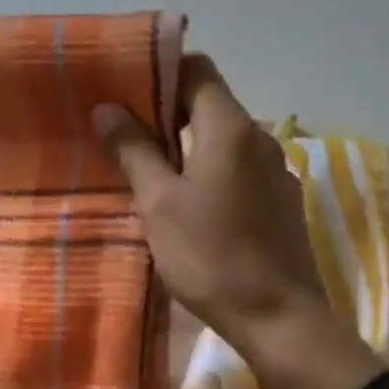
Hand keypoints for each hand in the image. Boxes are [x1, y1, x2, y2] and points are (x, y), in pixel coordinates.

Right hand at [92, 55, 380, 388]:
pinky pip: (238, 171)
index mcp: (230, 128)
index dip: (160, 72)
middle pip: (210, 105)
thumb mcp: (159, 204)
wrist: (279, 319)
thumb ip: (134, 151)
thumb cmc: (211, 256)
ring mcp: (275, 172)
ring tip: (148, 174)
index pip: (197, 69)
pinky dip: (209, 174)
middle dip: (166, 114)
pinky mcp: (280, 203)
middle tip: (123, 137)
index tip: (124, 93)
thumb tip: (108, 108)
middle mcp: (260, 139)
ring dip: (186, 148)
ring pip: (223, 142)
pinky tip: (188, 207)